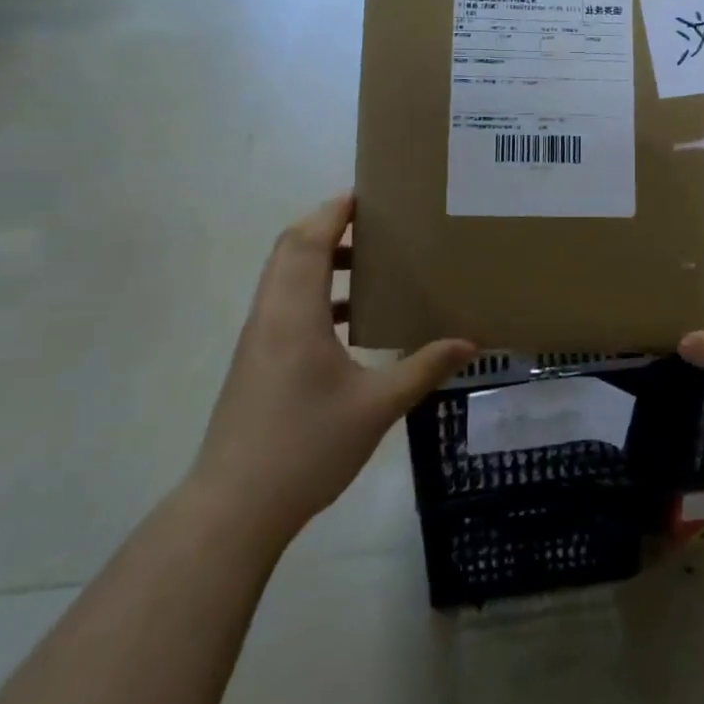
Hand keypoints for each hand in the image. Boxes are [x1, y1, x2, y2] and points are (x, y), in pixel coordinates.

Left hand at [191, 194, 474, 536]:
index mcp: (294, 314)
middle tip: (375, 223)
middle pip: (291, 248)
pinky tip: (351, 322)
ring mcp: (259, 339)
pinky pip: (285, 304)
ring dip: (320, 260)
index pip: (308, 239)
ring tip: (369, 265)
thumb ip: (423, 368)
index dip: (335, 210)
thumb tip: (470, 342)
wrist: (233, 509)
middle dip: (329, 226)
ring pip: (284, 276)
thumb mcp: (377, 407)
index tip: (369, 194)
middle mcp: (270, 315)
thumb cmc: (305, 448)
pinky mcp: (257, 361)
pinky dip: (315, 293)